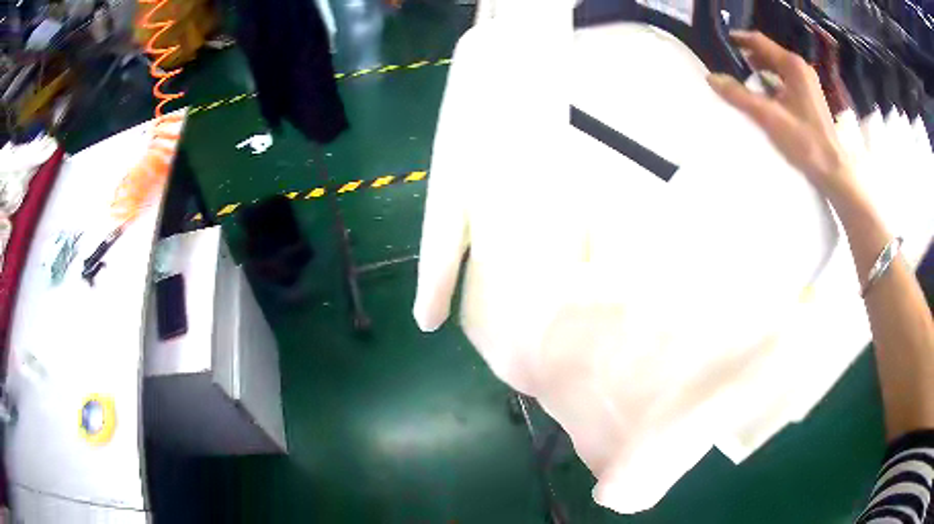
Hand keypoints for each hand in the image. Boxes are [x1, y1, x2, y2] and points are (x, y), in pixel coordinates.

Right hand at [706, 31, 856, 204]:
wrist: (832, 171)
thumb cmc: (805, 142)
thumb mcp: (769, 118)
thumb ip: (740, 96)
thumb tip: (711, 77)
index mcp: (792, 66)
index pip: (759, 42)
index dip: (739, 40)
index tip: (720, 42)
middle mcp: (800, 69)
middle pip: (768, 53)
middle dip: (747, 54)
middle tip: (727, 61)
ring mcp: (807, 83)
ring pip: (777, 67)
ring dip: (759, 68)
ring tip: (741, 76)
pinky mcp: (810, 98)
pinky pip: (784, 80)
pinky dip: (771, 81)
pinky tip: (763, 93)